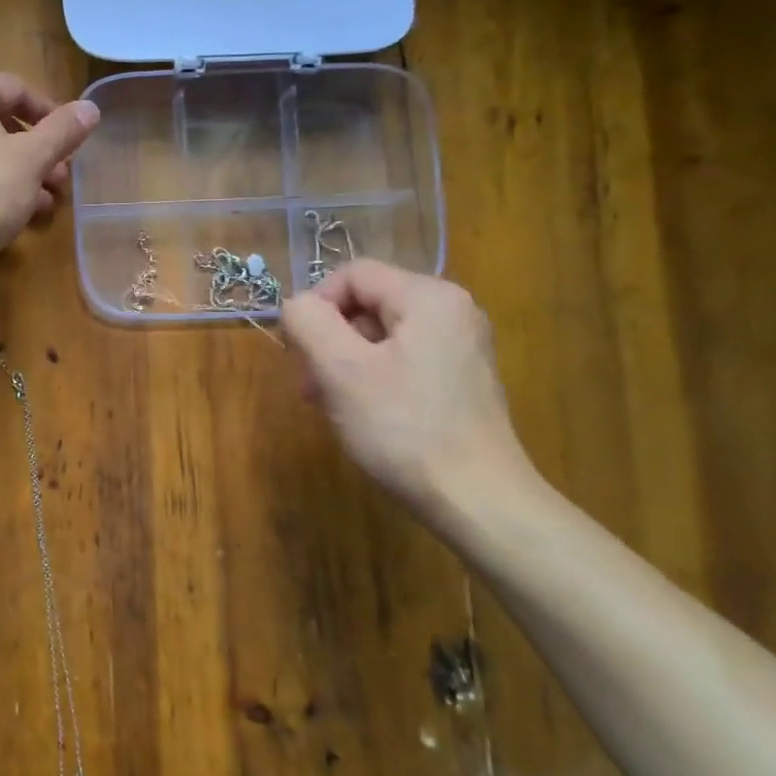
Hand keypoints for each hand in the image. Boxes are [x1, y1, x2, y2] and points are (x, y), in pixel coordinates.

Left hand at [0, 72, 100, 266]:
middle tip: (64, 178)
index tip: (74, 142)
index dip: (52, 113)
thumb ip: (63, 131)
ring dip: (26, 176)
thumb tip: (92, 107)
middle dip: (40, 152)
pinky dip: (1, 191)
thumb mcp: (32, 157)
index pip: (17, 88)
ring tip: (51, 203)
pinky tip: (24, 216)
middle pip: (4, 124)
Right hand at [281, 261, 537, 517]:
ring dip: (346, 362)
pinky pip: (403, 360)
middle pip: (368, 303)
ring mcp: (462, 347)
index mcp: (429, 297)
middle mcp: (453, 311)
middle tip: (309, 386)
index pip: (353, 274)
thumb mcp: (341, 370)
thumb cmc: (403, 429)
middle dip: (329, 339)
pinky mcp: (462, 380)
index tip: (298, 352)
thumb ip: (309, 322)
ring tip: (330, 405)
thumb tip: (297, 305)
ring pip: (382, 335)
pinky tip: (363, 414)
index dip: (316, 305)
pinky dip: (373, 378)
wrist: (478, 501)